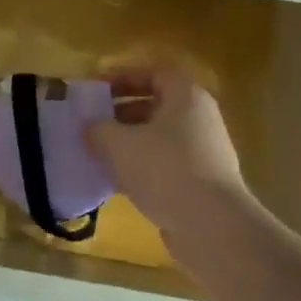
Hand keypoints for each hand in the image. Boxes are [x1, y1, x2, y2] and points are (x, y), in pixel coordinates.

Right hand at [85, 68, 250, 239]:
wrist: (211, 225)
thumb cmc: (164, 168)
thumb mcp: (118, 143)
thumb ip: (97, 129)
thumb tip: (89, 127)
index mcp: (186, 96)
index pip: (152, 74)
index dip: (121, 78)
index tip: (96, 90)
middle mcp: (200, 118)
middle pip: (156, 106)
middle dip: (121, 113)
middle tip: (93, 122)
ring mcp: (205, 152)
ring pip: (159, 138)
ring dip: (129, 143)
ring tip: (99, 153)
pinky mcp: (203, 183)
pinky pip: (165, 164)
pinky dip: (142, 168)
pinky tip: (117, 182)